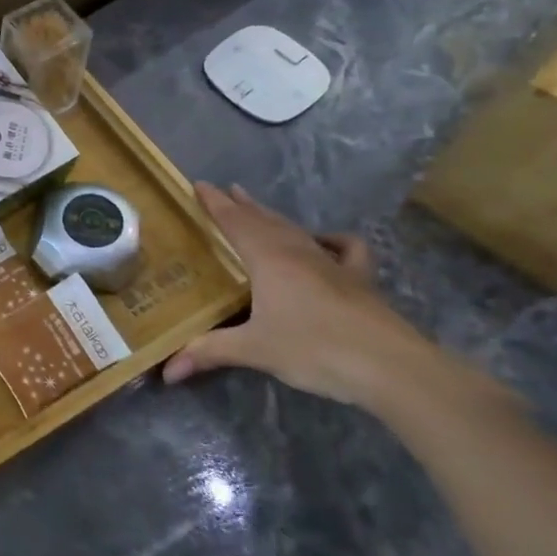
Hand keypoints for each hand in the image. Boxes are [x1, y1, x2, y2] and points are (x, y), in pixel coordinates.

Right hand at [162, 183, 433, 408]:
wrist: (389, 365)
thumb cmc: (314, 349)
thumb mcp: (254, 350)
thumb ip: (209, 352)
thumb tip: (167, 370)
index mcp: (269, 260)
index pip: (235, 222)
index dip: (216, 204)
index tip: (200, 184)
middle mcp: (298, 252)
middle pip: (265, 221)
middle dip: (243, 205)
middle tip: (226, 191)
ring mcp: (333, 264)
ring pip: (296, 230)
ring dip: (274, 217)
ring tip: (260, 209)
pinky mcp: (360, 280)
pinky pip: (344, 248)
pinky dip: (330, 240)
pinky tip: (324, 242)